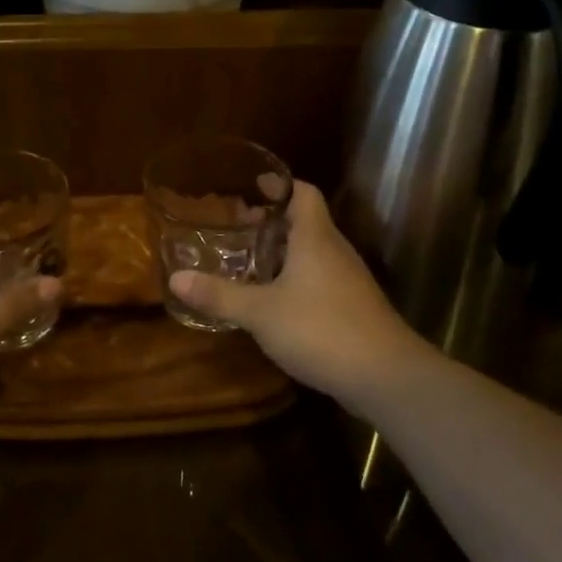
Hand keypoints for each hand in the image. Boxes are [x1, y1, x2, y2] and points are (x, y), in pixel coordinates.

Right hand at [169, 181, 428, 407]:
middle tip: (241, 227)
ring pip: (315, 253)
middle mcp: (335, 252)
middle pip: (307, 223)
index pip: (303, 194)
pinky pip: (321, 280)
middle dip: (274, 222)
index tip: (255, 185)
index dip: (280, 186)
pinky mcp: (355, 309)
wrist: (385, 376)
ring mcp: (349, 281)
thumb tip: (175, 279)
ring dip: (286, 253)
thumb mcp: (261, 313)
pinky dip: (298, 280)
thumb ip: (219, 295)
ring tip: (253, 263)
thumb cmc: (320, 329)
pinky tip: (278, 302)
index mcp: (315, 238)